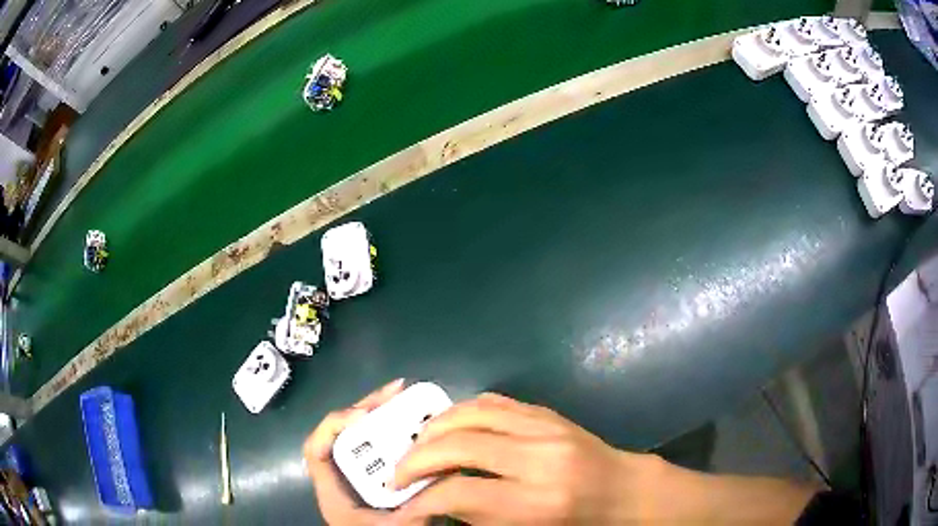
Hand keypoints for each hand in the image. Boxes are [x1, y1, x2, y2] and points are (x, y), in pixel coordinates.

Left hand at [304, 378, 405, 524]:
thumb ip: (413, 507)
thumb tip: (436, 476)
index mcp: (334, 493)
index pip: (315, 449)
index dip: (333, 425)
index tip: (365, 417)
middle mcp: (342, 479)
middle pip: (341, 435)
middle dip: (365, 409)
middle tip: (395, 392)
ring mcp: (358, 476)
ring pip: (361, 439)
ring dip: (380, 415)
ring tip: (404, 396)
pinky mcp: (375, 478)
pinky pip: (380, 449)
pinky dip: (394, 432)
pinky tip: (412, 421)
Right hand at [386, 393, 657, 523]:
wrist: (622, 491)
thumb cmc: (577, 524)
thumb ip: (476, 517)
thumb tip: (430, 503)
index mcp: (536, 502)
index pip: (458, 493)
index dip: (420, 501)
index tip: (400, 505)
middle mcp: (539, 458)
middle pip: (456, 445)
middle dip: (415, 460)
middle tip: (398, 475)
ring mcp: (544, 428)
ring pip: (469, 413)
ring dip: (431, 430)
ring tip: (417, 449)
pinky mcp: (546, 412)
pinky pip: (491, 401)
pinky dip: (459, 412)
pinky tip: (448, 429)